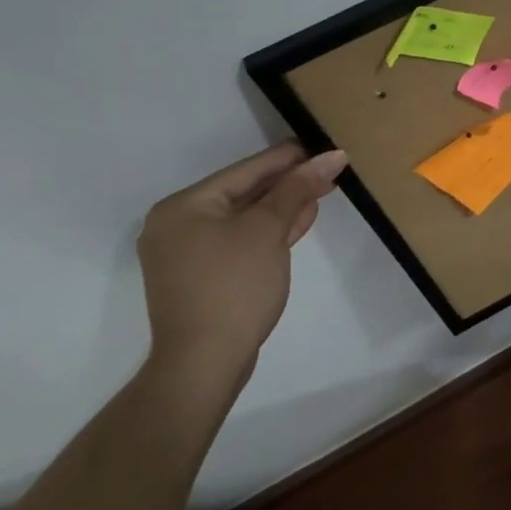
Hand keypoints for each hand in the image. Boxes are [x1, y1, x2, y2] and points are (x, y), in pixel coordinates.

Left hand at [137, 142, 347, 385]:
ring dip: (283, 206)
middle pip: (245, 192)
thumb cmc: (233, 286)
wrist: (205, 363)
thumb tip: (332, 155)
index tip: (326, 146)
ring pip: (245, 217)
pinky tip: (300, 221)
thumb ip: (297, 189)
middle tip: (331, 170)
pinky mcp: (203, 277)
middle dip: (289, 183)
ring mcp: (188, 253)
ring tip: (323, 191)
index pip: (246, 170)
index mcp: (184, 206)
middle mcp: (178, 224)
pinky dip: (269, 231)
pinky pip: (241, 240)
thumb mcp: (268, 230)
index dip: (290, 157)